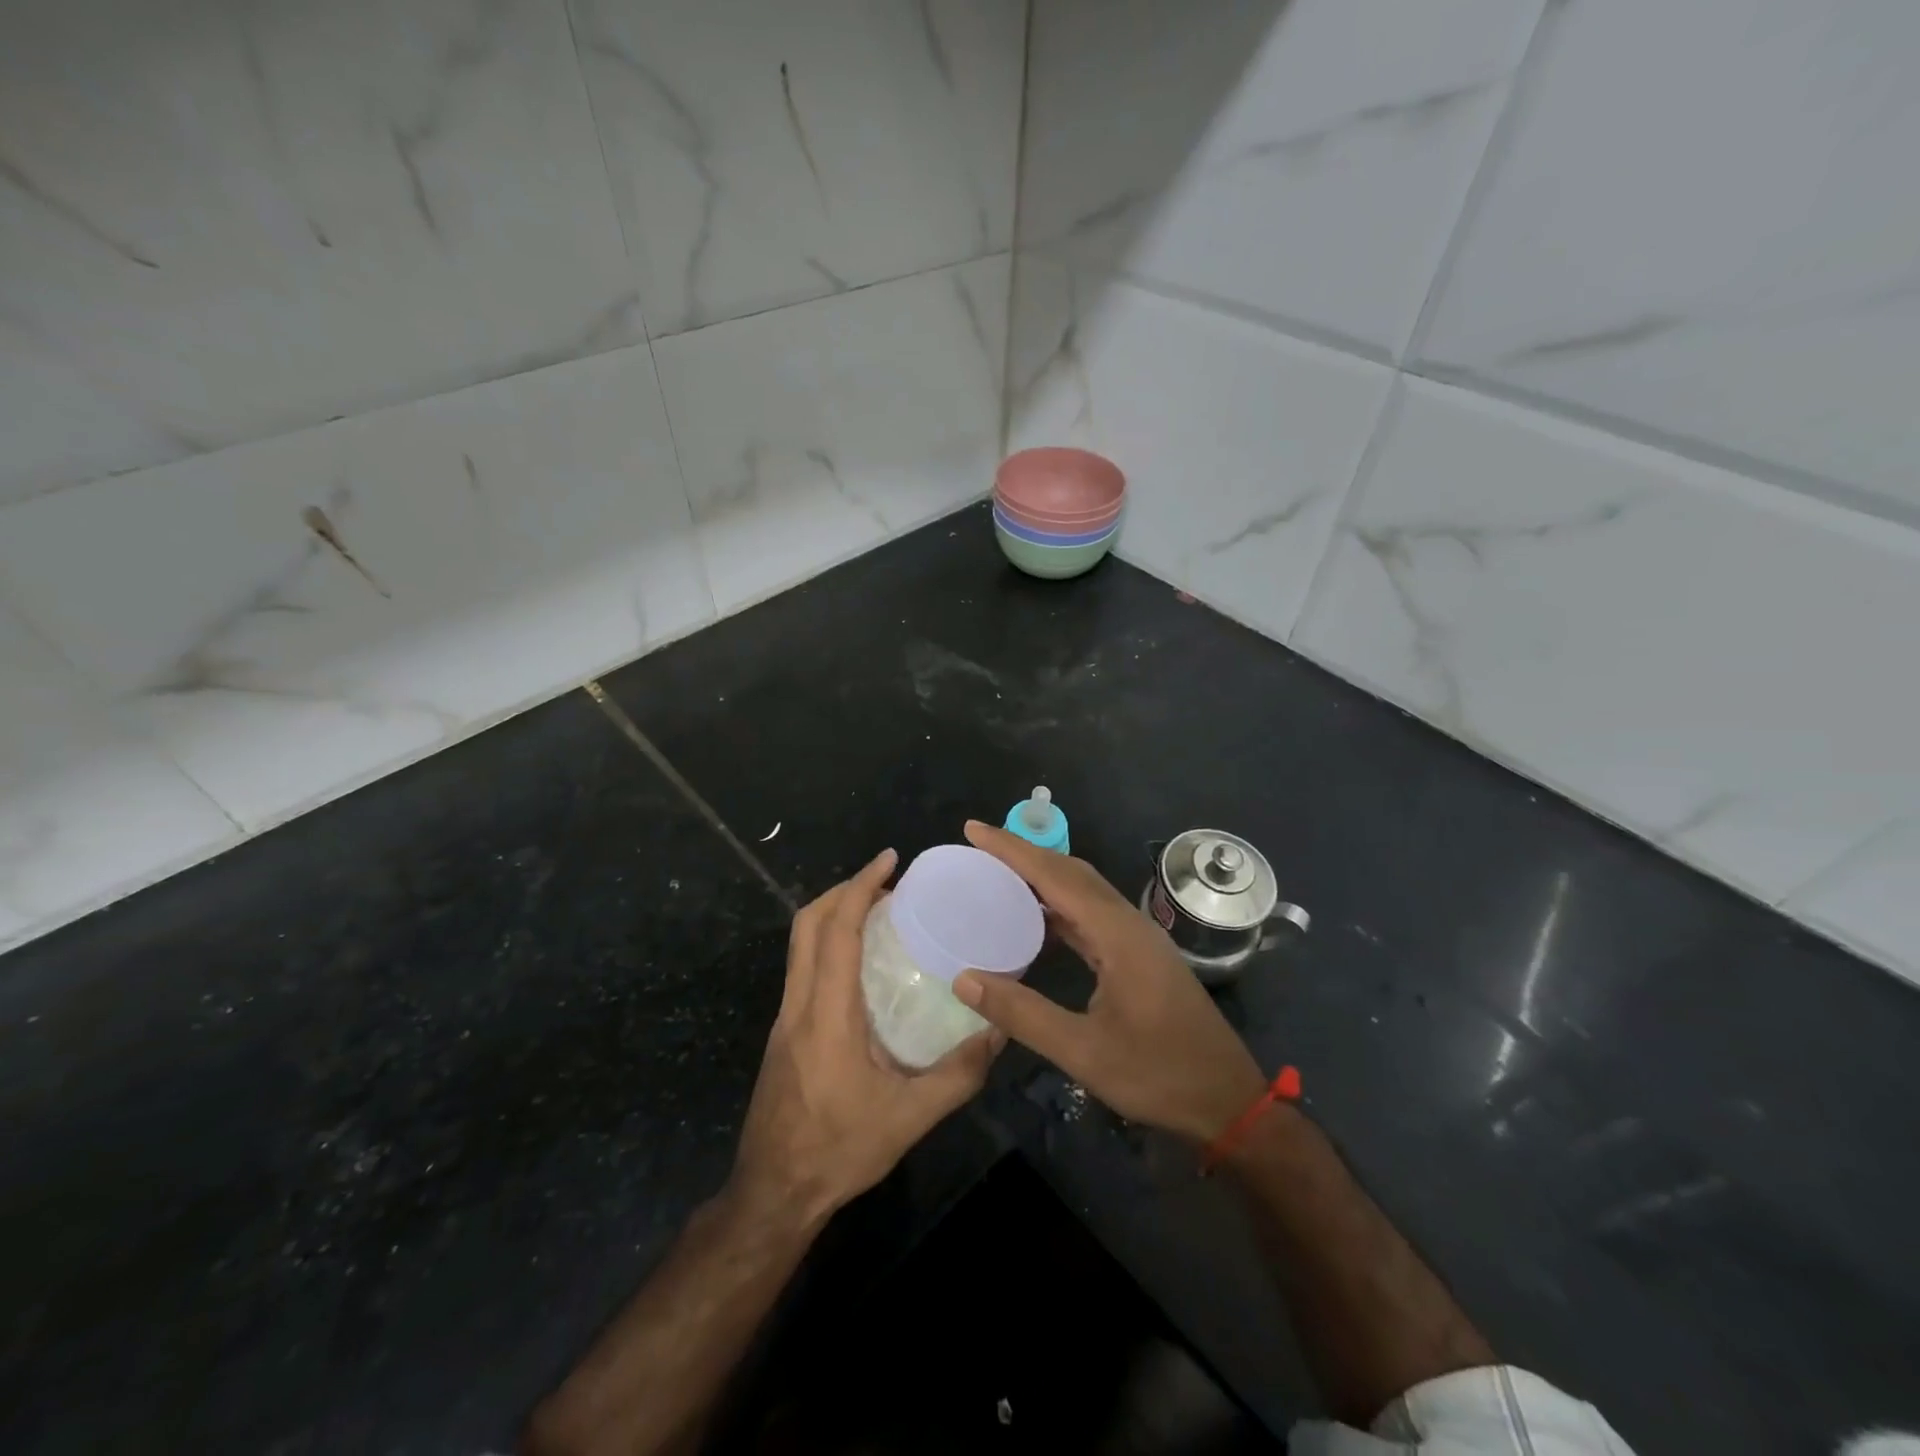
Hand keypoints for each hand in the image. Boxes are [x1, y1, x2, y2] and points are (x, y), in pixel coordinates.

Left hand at [731, 848, 1002, 1225]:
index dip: (859, 886)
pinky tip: (861, 964)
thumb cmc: (838, 1151)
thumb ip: (958, 1075)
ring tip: (879, 913)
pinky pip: (803, 967)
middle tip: (887, 882)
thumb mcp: (909, 1118)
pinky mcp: (784, 1033)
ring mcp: (786, 1017)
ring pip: (800, 944)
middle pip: (807, 924)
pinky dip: (828, 943)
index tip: (889, 860)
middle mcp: (799, 1004)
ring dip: (833, 915)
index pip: (835, 930)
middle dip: (843, 890)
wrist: (773, 1193)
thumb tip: (999, 1031)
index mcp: (827, 1013)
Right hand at [952, 822, 1267, 1142]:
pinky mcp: (1139, 955)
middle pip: (1071, 872)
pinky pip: (1091, 915)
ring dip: (1042, 877)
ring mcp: (1137, 938)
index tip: (974, 829)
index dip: (1013, 849)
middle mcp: (1129, 923)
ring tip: (998, 875)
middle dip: (1025, 854)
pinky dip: (1059, 906)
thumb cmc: (1159, 1074)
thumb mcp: (1084, 1051)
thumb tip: (964, 979)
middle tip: (980, 847)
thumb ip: (1023, 1014)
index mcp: (1118, 934)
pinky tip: (1036, 921)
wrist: (1227, 1100)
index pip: (1056, 876)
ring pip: (1084, 891)